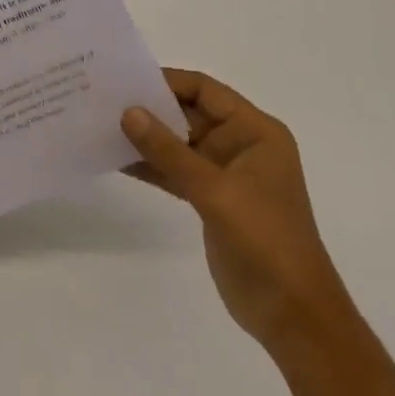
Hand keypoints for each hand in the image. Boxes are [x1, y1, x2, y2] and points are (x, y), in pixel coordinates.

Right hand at [122, 70, 338, 342]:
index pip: (206, 91)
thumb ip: (169, 152)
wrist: (293, 316)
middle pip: (189, 114)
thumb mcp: (215, 191)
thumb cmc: (265, 240)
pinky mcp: (211, 201)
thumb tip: (128, 112)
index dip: (167, 82)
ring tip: (101, 126)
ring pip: (178, 144)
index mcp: (255, 132)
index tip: (125, 79)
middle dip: (151, 109)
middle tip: (103, 100)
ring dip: (146, 139)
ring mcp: (225, 174)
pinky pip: (175, 172)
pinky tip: (117, 161)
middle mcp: (241, 145)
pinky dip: (151, 166)